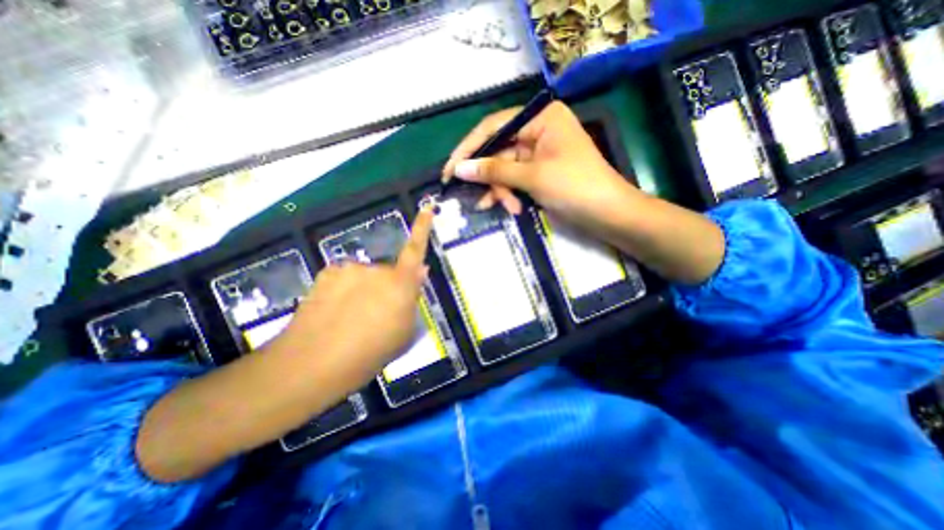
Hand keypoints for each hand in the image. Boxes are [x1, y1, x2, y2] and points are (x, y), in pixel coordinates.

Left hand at [278, 207, 430, 384]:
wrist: (313, 363)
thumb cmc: (370, 353)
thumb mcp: (404, 333)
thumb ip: (413, 300)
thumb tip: (420, 272)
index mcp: (400, 284)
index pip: (416, 250)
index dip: (423, 228)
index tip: (427, 207)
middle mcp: (377, 270)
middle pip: (389, 273)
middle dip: (388, 288)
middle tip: (378, 317)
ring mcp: (350, 269)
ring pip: (366, 276)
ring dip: (365, 290)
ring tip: (353, 319)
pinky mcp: (328, 273)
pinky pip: (346, 278)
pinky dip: (345, 290)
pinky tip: (335, 312)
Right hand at [444, 102, 642, 234]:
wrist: (608, 214)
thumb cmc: (574, 187)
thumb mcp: (532, 177)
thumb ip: (494, 170)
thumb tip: (458, 169)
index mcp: (540, 118)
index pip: (494, 127)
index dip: (469, 148)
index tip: (450, 169)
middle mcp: (537, 130)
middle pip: (498, 151)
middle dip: (489, 177)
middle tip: (474, 198)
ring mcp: (538, 153)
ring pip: (505, 169)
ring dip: (500, 190)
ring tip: (502, 208)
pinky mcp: (539, 172)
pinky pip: (515, 179)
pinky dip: (509, 193)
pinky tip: (507, 207)